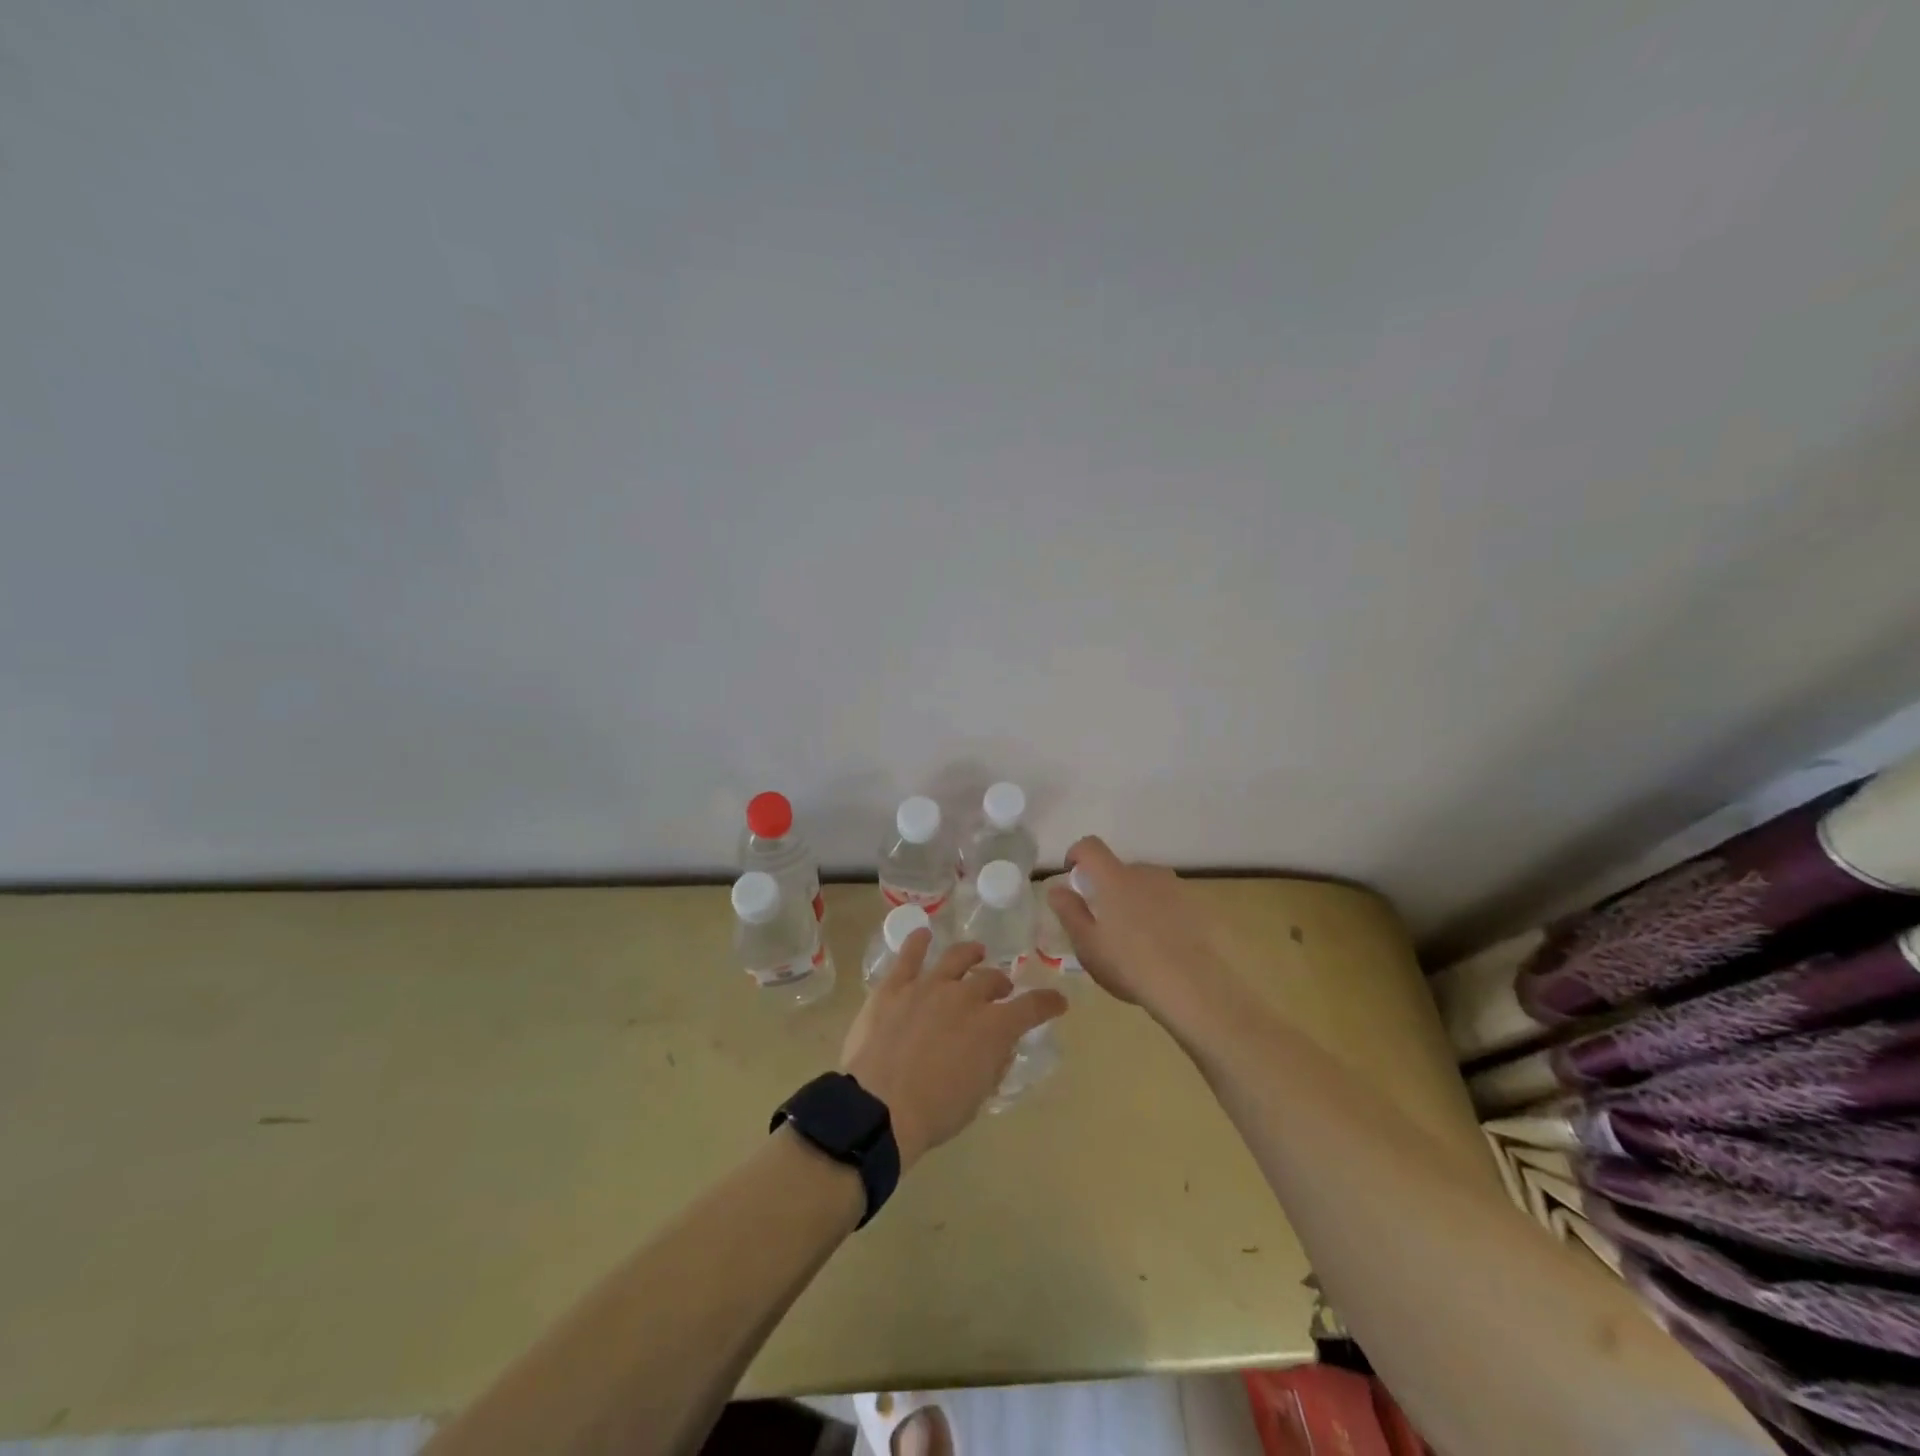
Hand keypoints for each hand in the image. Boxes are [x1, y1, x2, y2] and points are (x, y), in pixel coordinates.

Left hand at [840, 932, 1067, 1170]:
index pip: (1032, 1007)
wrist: (880, 1105)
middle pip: (991, 980)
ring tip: (975, 952)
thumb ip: (993, 1064)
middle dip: (1000, 985)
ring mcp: (928, 985)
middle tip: (1001, 991)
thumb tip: (999, 1047)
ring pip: (956, 959)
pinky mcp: (894, 986)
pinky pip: (909, 956)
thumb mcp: (978, 1096)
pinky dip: (918, 943)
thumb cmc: (935, 1112)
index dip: (1047, 1003)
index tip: (1057, 1002)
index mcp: (993, 1026)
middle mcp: (965, 996)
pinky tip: (923, 935)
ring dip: (970, 954)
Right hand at [1045, 836, 1233, 1023]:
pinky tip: (1163, 943)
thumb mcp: (1087, 945)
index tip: (1073, 876)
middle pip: (1120, 869)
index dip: (1077, 854)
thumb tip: (1057, 889)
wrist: (1192, 986)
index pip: (1090, 847)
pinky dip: (1161, 912)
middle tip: (1106, 922)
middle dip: (1109, 887)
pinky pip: (1170, 901)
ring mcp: (1175, 887)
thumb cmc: (1129, 965)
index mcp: (1114, 878)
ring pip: (1147, 885)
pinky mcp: (1197, 906)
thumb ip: (1069, 912)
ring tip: (1137, 936)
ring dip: (1136, 899)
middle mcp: (1145, 873)